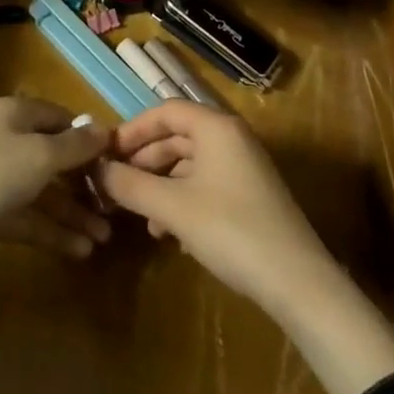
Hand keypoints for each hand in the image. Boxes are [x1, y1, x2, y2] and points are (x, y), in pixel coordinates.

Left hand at [0, 96, 113, 264]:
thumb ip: (75, 146)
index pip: (61, 118)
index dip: (88, 136)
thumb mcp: (41, 155)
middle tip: (117, 203)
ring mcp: (0, 179)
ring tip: (106, 235)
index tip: (117, 159)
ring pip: (45, 192)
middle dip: (85, 180)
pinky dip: (54, 232)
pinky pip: (31, 218)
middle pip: (55, 156)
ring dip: (74, 211)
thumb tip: (104, 130)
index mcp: (17, 115)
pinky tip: (82, 250)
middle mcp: (10, 142)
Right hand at [92, 99, 330, 312]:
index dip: (132, 129)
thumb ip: (130, 186)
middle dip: (144, 161)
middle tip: (116, 185)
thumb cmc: (230, 229)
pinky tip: (170, 234)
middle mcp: (231, 138)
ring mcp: (244, 167)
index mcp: (215, 127)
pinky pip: (206, 185)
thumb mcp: (172, 207)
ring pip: (190, 165)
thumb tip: (96, 171)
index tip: (106, 153)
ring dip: (161, 186)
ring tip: (141, 218)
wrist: (297, 282)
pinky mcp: (250, 196)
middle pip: (177, 137)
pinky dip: (182, 201)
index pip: (165, 111)